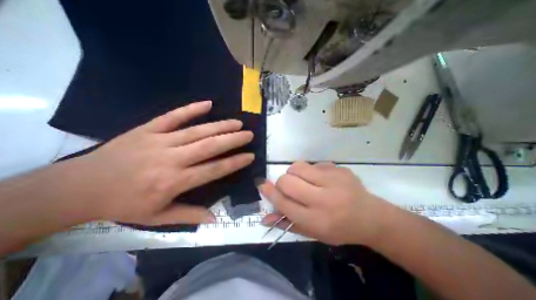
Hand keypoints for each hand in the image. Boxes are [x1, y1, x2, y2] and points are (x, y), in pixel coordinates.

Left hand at [68, 100, 253, 224]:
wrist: (79, 187)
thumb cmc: (123, 205)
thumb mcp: (157, 217)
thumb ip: (189, 216)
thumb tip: (215, 218)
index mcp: (175, 181)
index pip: (214, 169)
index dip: (235, 162)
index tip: (250, 156)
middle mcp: (172, 159)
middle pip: (210, 146)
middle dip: (233, 139)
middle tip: (249, 134)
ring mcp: (160, 141)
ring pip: (197, 131)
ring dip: (220, 125)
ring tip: (237, 122)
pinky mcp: (147, 129)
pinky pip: (173, 116)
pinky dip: (191, 109)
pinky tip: (208, 103)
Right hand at [260, 162, 397, 245]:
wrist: (371, 217)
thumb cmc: (339, 228)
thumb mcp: (313, 233)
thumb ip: (288, 223)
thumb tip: (265, 217)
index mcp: (317, 220)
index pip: (284, 203)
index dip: (269, 192)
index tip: (262, 184)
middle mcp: (324, 199)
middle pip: (287, 181)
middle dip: (282, 182)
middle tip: (289, 187)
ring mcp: (334, 180)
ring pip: (298, 167)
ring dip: (295, 173)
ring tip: (304, 181)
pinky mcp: (339, 169)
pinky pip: (313, 164)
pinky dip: (311, 171)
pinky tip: (322, 180)